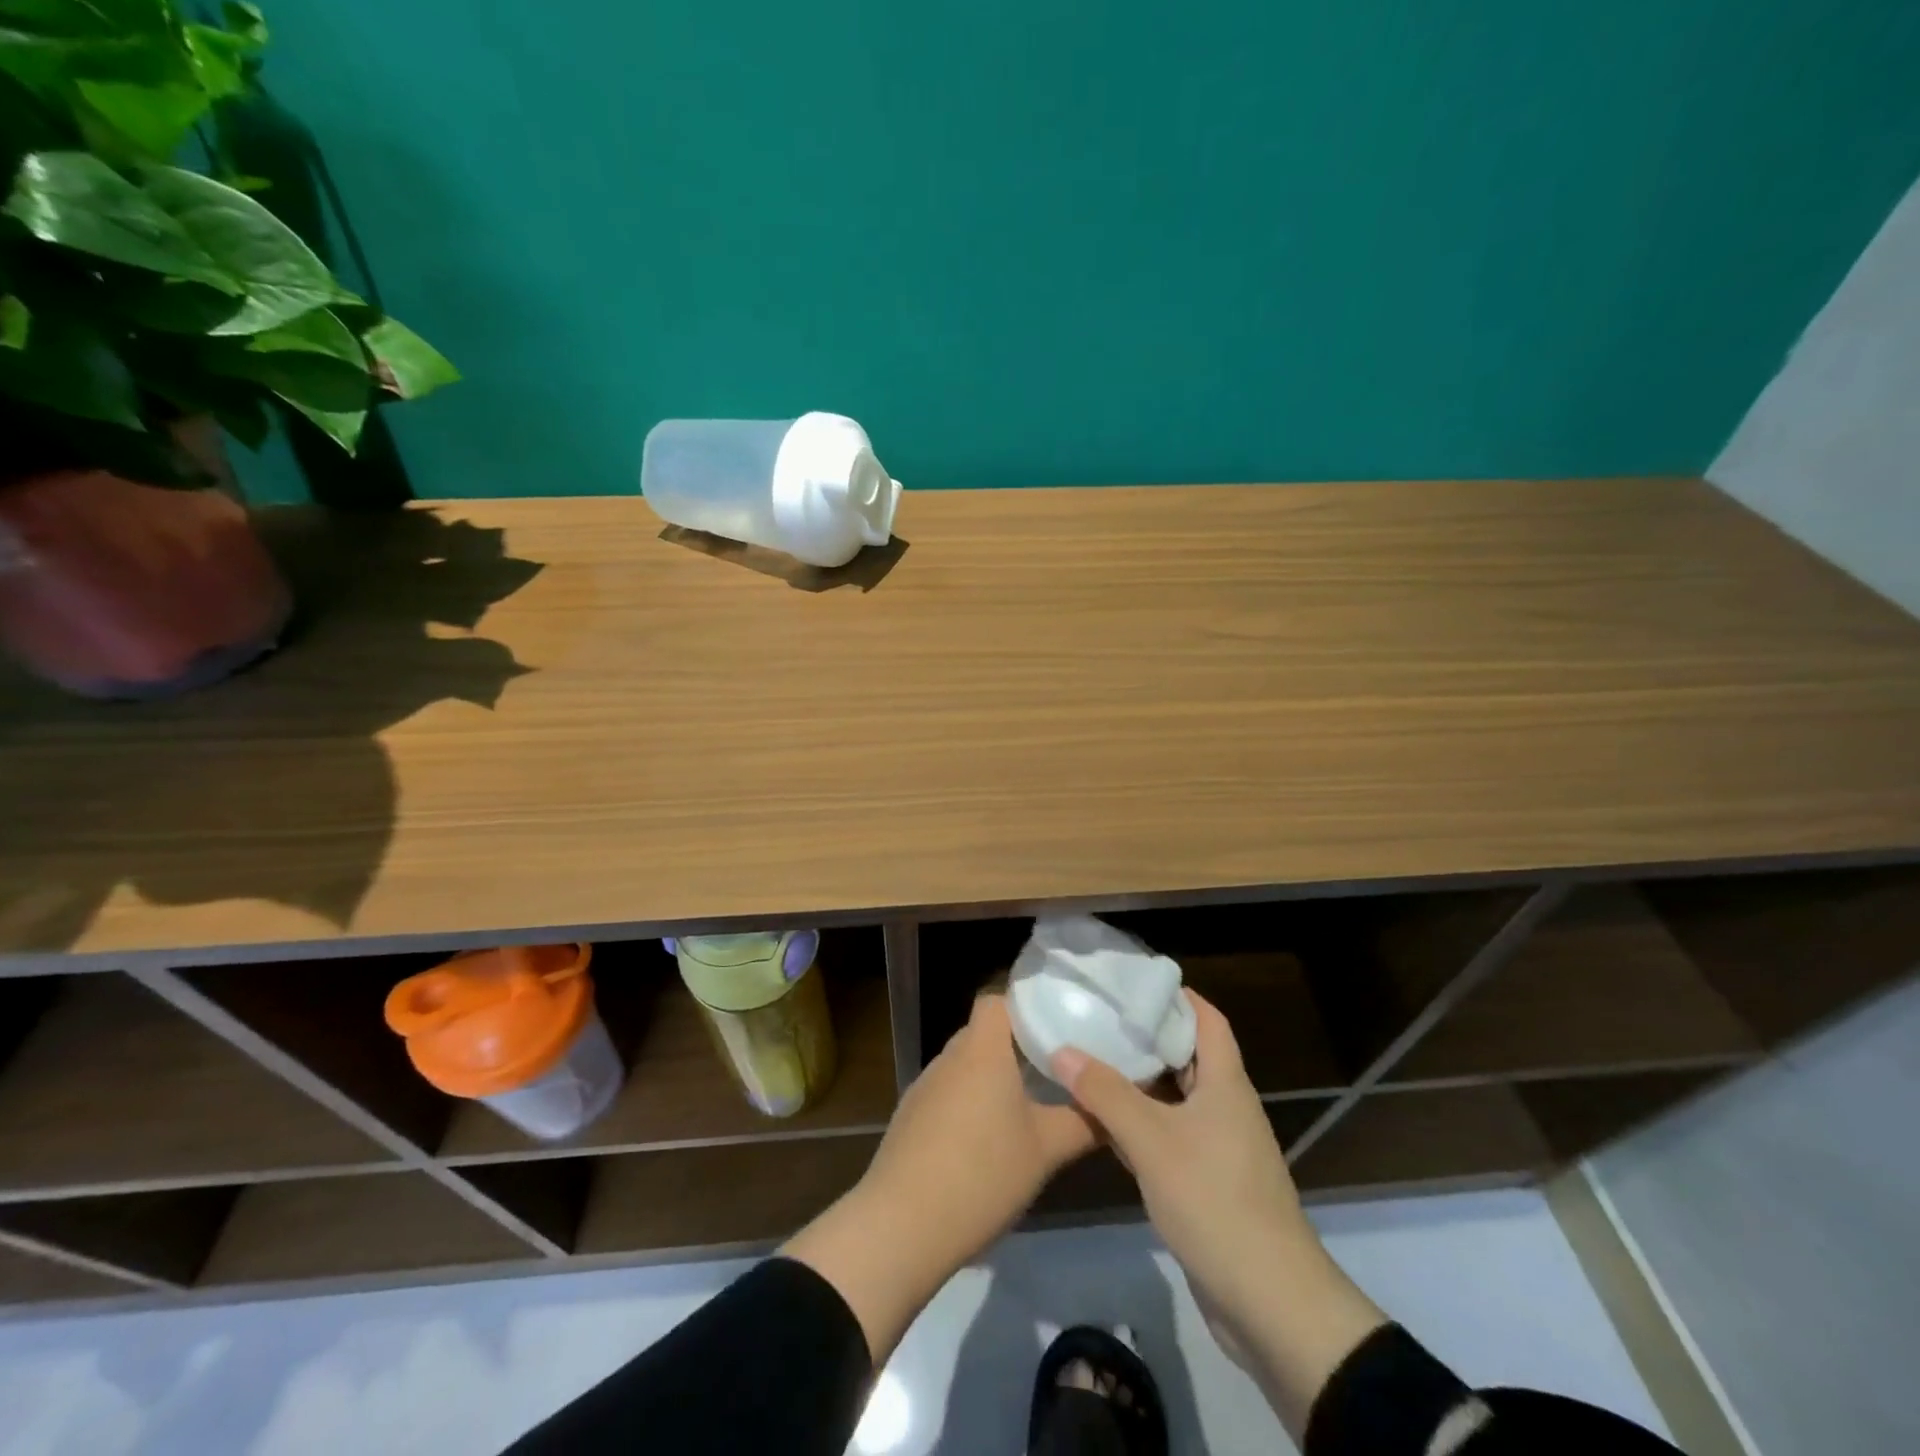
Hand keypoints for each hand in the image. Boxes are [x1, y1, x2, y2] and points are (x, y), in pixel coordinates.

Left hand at [784, 993, 1096, 1361]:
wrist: (902, 1225)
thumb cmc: (982, 1173)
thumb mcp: (1046, 1150)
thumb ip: (1084, 1121)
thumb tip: (1112, 1105)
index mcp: (982, 1050)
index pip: (997, 1000)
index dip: (1024, 1005)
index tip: (1055, 1026)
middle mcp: (950, 1057)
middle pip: (983, 1033)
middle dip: (1016, 1046)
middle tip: (1052, 1069)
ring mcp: (924, 1086)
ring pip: (965, 1066)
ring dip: (991, 1078)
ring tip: (1026, 1105)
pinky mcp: (909, 1117)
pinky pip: (947, 1094)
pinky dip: (968, 1104)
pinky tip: (986, 1142)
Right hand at [1054, 991, 1385, 1436]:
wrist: (1271, 1303)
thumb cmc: (1215, 1201)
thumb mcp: (1153, 1141)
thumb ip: (1105, 1093)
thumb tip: (1061, 1049)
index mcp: (1226, 1084)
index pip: (1207, 1020)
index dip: (1176, 995)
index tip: (1132, 981)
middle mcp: (1226, 1107)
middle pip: (1188, 1056)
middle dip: (1147, 1035)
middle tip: (1099, 1017)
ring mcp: (1220, 1148)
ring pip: (1176, 1098)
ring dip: (1140, 1082)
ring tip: (1092, 1058)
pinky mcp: (1209, 1184)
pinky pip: (1171, 1136)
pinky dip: (1142, 1123)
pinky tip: (1105, 1123)